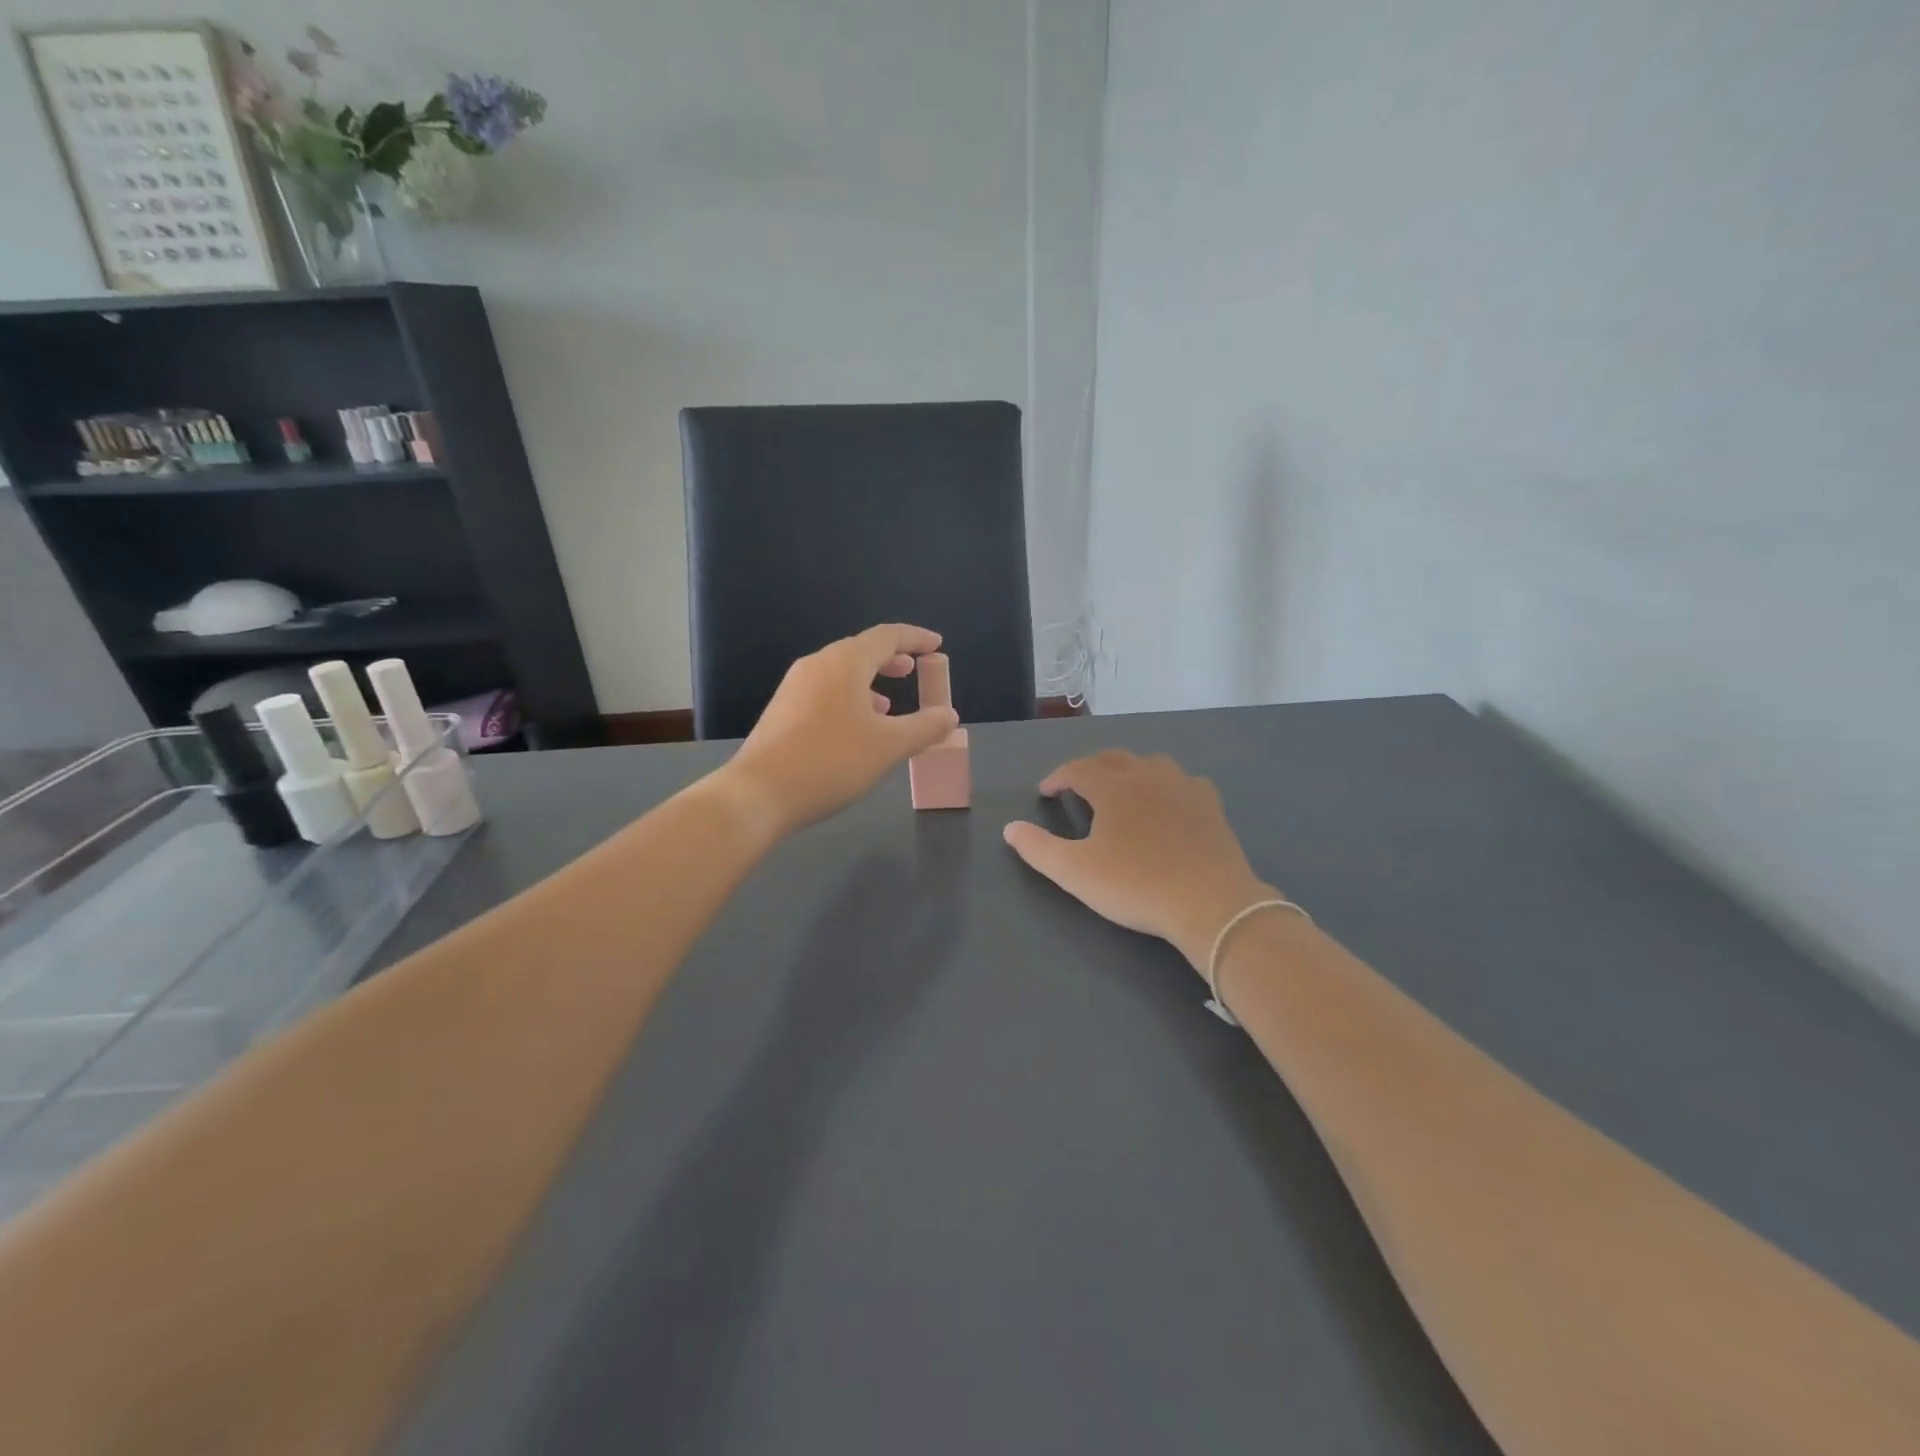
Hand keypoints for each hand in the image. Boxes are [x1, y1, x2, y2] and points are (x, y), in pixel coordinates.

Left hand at [719, 624, 959, 835]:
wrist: (759, 793)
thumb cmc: (831, 762)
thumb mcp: (889, 746)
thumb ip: (924, 727)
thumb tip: (948, 715)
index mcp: (845, 662)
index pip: (887, 636)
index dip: (916, 638)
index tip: (937, 645)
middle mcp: (817, 665)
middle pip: (861, 650)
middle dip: (892, 659)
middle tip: (915, 669)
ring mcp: (795, 687)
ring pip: (841, 673)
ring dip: (870, 682)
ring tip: (890, 704)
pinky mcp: (782, 711)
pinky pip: (825, 692)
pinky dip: (850, 698)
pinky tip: (855, 728)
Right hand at [1003, 751, 1278, 972]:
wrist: (1210, 903)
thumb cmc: (1135, 885)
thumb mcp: (1075, 872)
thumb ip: (1038, 848)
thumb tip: (1010, 828)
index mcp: (1113, 787)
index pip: (1077, 769)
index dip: (1058, 777)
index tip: (1046, 792)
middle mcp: (1147, 776)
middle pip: (1113, 758)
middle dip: (1090, 768)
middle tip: (1078, 787)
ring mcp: (1183, 787)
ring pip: (1151, 763)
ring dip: (1129, 770)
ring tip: (1121, 790)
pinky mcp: (1210, 805)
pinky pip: (1184, 782)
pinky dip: (1167, 786)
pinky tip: (1168, 803)